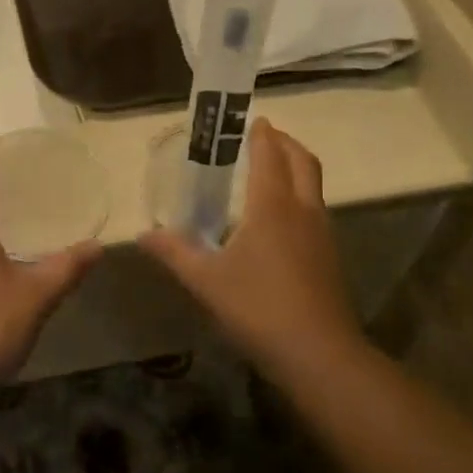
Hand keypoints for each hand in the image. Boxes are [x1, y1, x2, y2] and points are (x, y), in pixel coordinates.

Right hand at [141, 119, 367, 378]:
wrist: (318, 353)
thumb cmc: (258, 307)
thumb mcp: (206, 280)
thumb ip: (174, 252)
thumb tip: (143, 235)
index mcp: (272, 206)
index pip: (270, 155)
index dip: (262, 134)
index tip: (252, 120)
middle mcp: (302, 210)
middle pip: (303, 161)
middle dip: (285, 143)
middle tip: (263, 137)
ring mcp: (321, 233)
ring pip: (313, 185)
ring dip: (295, 168)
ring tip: (269, 171)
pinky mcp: (329, 256)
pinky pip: (315, 209)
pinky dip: (299, 195)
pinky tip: (278, 219)